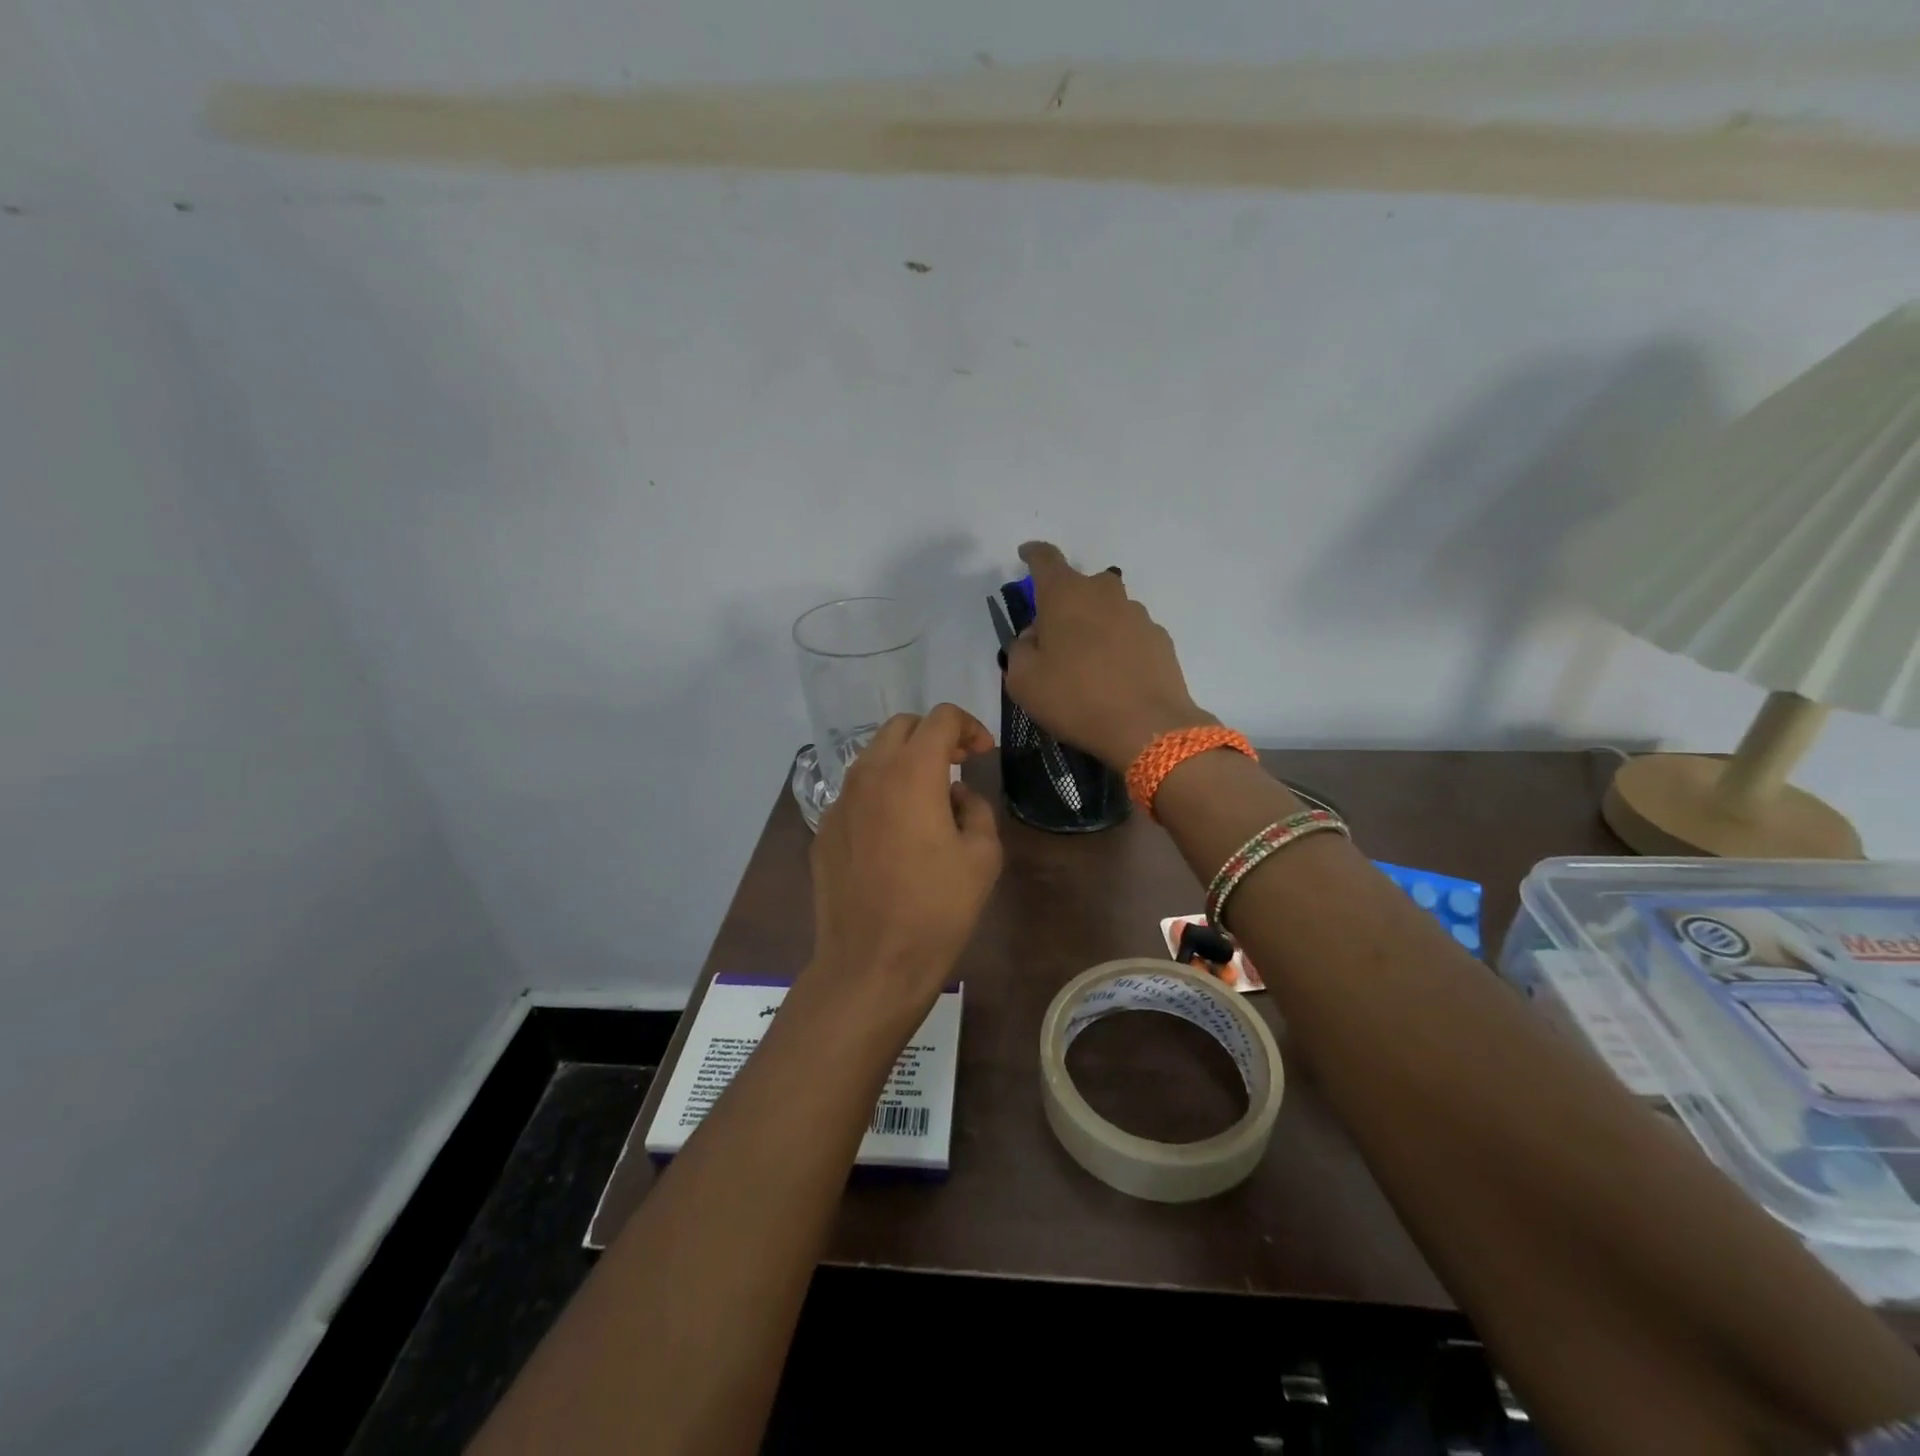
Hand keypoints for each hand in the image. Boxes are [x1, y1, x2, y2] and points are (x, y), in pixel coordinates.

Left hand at [804, 704, 1003, 1031]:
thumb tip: (956, 795)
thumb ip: (976, 808)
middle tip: (958, 766)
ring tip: (929, 798)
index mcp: (910, 773)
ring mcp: (839, 802)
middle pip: (901, 727)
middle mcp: (868, 775)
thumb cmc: (936, 909)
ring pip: (873, 757)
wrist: (871, 963)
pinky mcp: (824, 830)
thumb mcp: (982, 856)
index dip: (968, 726)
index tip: (982, 754)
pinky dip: (880, 792)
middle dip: (934, 736)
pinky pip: (856, 793)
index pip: (939, 718)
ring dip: (904, 761)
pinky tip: (896, 832)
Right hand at [1004, 541, 1213, 769]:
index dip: (1032, 554)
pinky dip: (1117, 645)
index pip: (1045, 558)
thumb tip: (1034, 637)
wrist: (1147, 727)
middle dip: (1064, 602)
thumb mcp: (1023, 680)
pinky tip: (1114, 676)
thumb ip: (1020, 649)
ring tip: (1086, 664)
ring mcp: (1137, 614)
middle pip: (1079, 586)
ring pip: (1106, 610)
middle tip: (1053, 636)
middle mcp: (1103, 593)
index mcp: (1065, 595)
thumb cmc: (1075, 699)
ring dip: (1093, 625)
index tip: (1025, 555)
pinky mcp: (1159, 638)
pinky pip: (1128, 633)